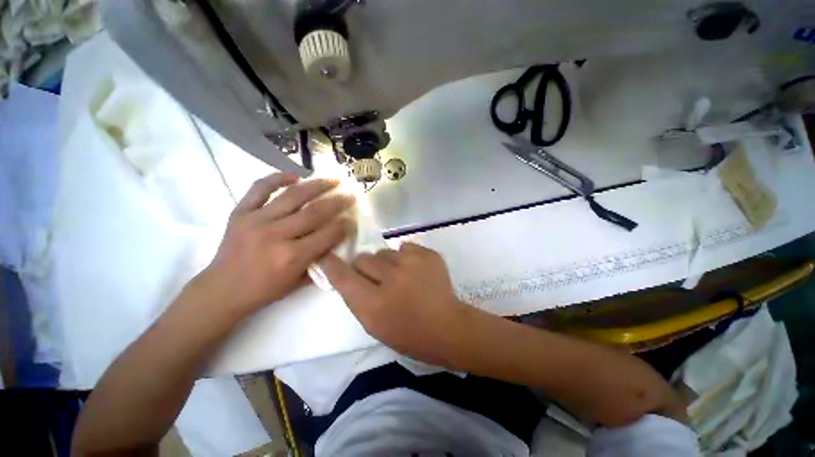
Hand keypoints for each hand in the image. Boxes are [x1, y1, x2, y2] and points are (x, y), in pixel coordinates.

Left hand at [201, 173, 354, 314]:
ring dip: (317, 185)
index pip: (327, 234)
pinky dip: (278, 178)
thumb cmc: (265, 290)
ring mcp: (256, 220)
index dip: (344, 225)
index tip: (352, 218)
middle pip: (315, 212)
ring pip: (293, 196)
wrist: (222, 290)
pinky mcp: (240, 212)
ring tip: (332, 180)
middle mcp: (276, 235)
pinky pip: (260, 188)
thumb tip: (336, 240)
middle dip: (337, 202)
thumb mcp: (299, 282)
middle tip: (350, 195)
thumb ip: (321, 260)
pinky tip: (295, 176)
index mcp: (292, 256)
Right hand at [320, 243, 470, 365]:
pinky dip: (405, 257)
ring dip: (387, 262)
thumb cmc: (408, 334)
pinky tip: (415, 271)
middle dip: (366, 266)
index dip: (333, 265)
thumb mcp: (374, 325)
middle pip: (364, 258)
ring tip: (401, 276)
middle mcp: (390, 279)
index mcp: (374, 304)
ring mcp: (412, 263)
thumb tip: (349, 272)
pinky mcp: (428, 254)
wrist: (447, 327)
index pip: (343, 277)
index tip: (327, 256)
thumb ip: (357, 297)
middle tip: (378, 278)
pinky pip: (404, 247)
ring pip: (384, 251)